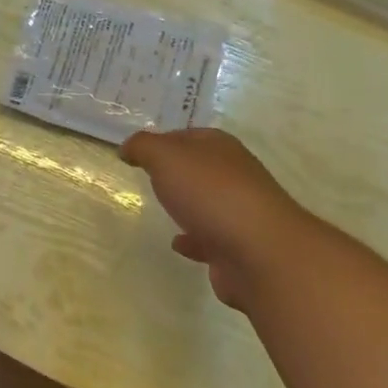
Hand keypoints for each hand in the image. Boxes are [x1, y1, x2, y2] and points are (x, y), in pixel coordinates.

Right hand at [120, 128, 320, 311]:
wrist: (259, 252)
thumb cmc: (211, 194)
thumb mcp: (167, 158)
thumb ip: (144, 147)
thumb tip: (128, 147)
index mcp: (220, 148)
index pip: (189, 135)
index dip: (164, 140)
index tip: (138, 152)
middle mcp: (234, 175)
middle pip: (200, 168)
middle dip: (178, 172)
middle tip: (149, 177)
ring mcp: (239, 212)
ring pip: (207, 203)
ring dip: (188, 205)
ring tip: (162, 210)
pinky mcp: (237, 247)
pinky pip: (210, 239)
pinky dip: (193, 240)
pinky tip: (178, 244)